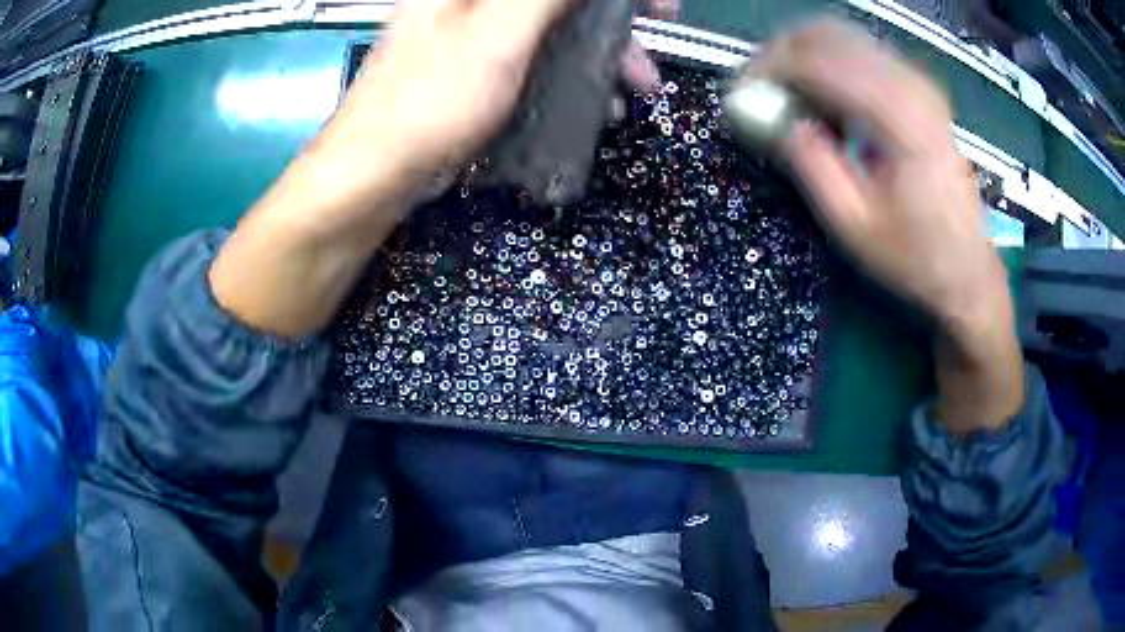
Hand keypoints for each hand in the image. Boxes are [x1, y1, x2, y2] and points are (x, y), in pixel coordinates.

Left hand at [340, 0, 660, 201]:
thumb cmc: (429, 102)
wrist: (375, 173)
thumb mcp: (497, 34)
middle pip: (559, 4)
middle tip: (646, 58)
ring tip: (629, 91)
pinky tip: (592, 102)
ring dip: (599, 57)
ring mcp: (474, 34)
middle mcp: (472, 2)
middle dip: (613, 28)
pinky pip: (536, 58)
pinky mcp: (477, 68)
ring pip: (553, 29)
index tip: (655, 8)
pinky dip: (570, 75)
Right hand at [756, 20, 1022, 431]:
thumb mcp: (854, 227)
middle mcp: (913, 86)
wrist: (967, 268)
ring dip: (804, 56)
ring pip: (844, 37)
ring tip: (786, 94)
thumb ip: (812, 166)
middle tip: (759, 87)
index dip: (772, 67)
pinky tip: (822, 97)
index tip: (741, 91)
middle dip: (783, 52)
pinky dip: (830, 64)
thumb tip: (776, 119)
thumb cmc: (915, 257)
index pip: (821, 62)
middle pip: (830, 34)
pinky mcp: (920, 88)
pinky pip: (862, 52)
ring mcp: (919, 82)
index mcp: (902, 121)